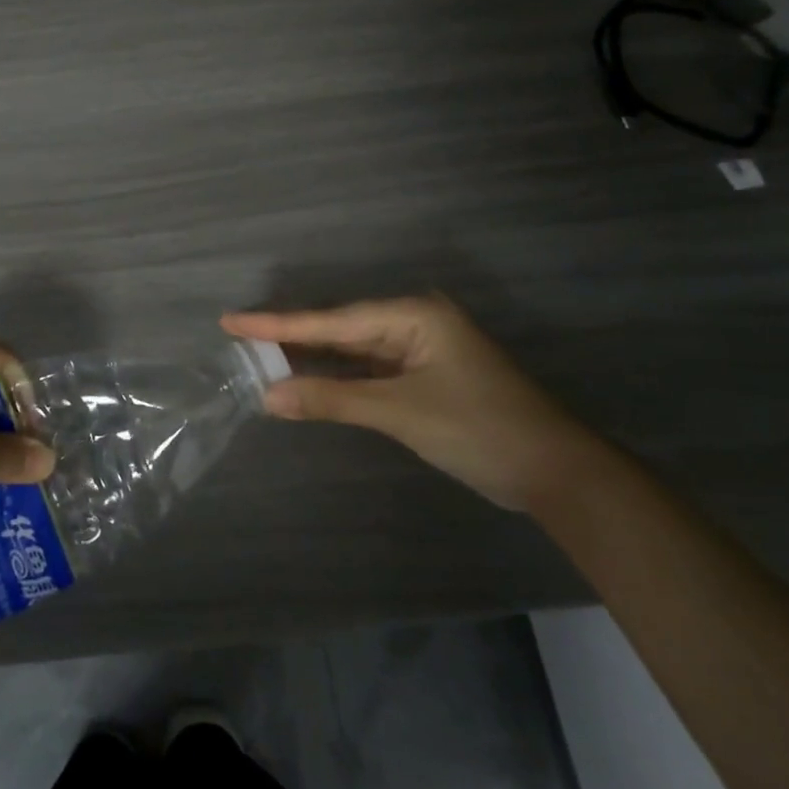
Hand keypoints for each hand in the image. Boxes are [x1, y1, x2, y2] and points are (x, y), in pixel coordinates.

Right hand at [222, 296, 595, 510]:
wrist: (558, 474)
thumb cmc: (480, 430)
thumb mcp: (400, 413)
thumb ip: (332, 400)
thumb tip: (268, 396)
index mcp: (413, 314)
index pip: (331, 320)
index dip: (277, 323)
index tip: (231, 320)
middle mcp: (414, 321)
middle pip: (339, 329)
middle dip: (290, 337)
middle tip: (238, 337)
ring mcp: (421, 349)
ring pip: (352, 350)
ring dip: (312, 358)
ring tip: (260, 355)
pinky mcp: (424, 376)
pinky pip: (368, 369)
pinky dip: (337, 377)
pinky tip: (306, 377)